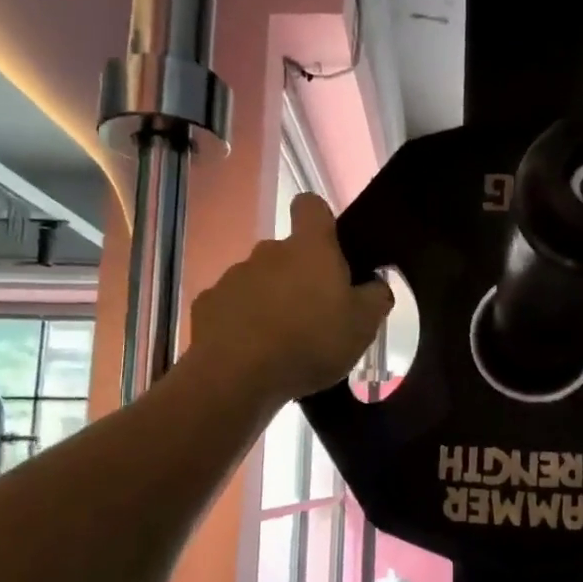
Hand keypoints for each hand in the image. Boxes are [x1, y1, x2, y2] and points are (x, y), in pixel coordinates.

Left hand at [188, 194, 392, 405]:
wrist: (236, 375)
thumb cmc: (310, 341)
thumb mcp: (363, 326)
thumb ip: (375, 298)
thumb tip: (375, 284)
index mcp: (310, 248)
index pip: (311, 206)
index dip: (321, 222)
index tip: (331, 249)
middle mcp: (268, 252)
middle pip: (287, 254)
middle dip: (300, 278)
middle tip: (317, 317)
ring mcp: (233, 277)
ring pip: (260, 282)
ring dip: (272, 304)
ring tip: (284, 344)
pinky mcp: (207, 305)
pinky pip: (233, 308)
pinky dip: (243, 325)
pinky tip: (253, 355)